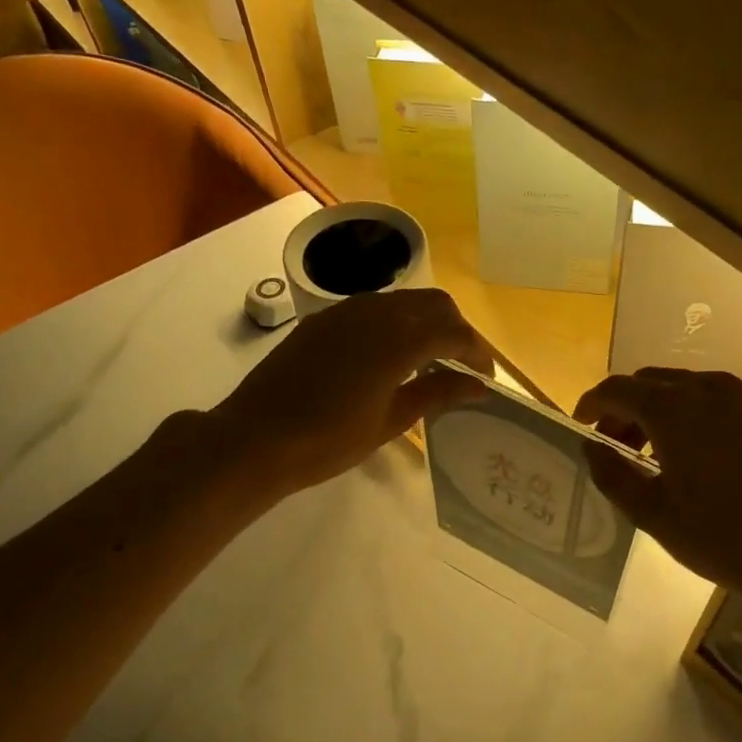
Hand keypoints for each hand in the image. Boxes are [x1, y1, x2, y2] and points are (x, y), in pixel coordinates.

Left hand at [208, 289, 492, 497]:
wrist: (255, 437)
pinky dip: (397, 323)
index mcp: (398, 340)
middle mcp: (376, 312)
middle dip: (456, 330)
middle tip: (462, 366)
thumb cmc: (328, 440)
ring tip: (431, 360)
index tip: (485, 378)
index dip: (477, 353)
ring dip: (426, 323)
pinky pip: (374, 308)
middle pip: (434, 304)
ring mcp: (346, 310)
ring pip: (403, 301)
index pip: (454, 333)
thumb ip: (436, 393)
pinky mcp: (324, 318)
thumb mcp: (390, 421)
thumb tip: (477, 385)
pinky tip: (391, 355)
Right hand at [575, 369, 741, 607]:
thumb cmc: (719, 535)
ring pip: (679, 388)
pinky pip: (707, 399)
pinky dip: (684, 414)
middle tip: (610, 446)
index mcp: (672, 408)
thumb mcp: (652, 512)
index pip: (616, 389)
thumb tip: (590, 448)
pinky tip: (683, 451)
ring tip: (644, 454)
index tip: (578, 425)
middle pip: (648, 383)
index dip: (591, 405)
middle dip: (622, 409)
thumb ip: (612, 474)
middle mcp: (704, 388)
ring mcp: (736, 397)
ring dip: (653, 411)